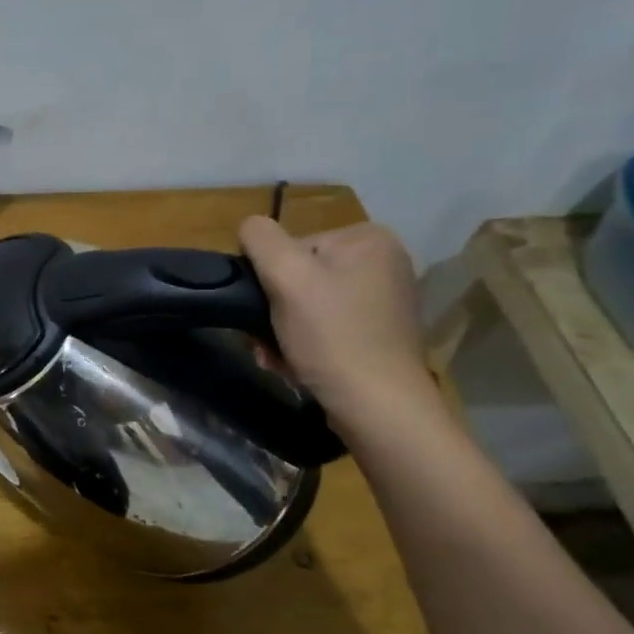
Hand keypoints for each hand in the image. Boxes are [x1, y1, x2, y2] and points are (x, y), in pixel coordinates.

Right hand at [239, 216, 439, 428]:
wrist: (377, 407)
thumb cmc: (332, 336)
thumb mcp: (287, 277)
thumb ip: (261, 240)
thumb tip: (249, 226)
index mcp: (368, 239)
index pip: (291, 247)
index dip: (270, 279)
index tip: (265, 311)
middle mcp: (383, 262)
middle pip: (299, 277)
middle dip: (274, 311)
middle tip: (264, 342)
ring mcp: (384, 300)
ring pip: (307, 305)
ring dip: (282, 331)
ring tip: (278, 357)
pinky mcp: (379, 334)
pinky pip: (325, 327)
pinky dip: (304, 344)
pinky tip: (296, 364)